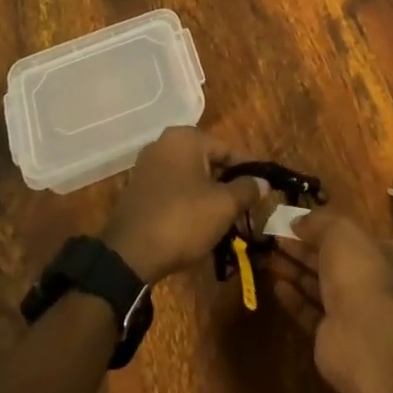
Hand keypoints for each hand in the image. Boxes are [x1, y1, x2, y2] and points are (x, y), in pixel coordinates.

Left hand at [101, 127, 268, 284]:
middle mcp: (163, 144)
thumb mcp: (224, 205)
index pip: (227, 150)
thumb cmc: (183, 219)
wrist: (129, 254)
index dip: (248, 170)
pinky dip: (186, 201)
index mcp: (185, 138)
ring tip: (225, 218)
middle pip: (207, 161)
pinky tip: (197, 223)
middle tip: (245, 206)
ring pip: (189, 176)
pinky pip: (171, 189)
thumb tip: (263, 182)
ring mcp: (146, 166)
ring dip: (207, 194)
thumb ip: (247, 189)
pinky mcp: (136, 189)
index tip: (263, 189)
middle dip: (227, 183)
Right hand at [269, 211, 392, 392]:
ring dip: (296, 270)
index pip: (356, 238)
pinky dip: (295, 298)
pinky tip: (277, 285)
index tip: (298, 222)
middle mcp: (373, 284)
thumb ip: (319, 222)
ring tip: (270, 255)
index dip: (326, 228)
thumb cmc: (361, 273)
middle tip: (276, 236)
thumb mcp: (341, 232)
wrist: (366, 340)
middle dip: (305, 248)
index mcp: (387, 257)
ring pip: (321, 286)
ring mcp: (354, 313)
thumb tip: (297, 221)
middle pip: (334, 261)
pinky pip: (311, 313)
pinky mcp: (334, 338)